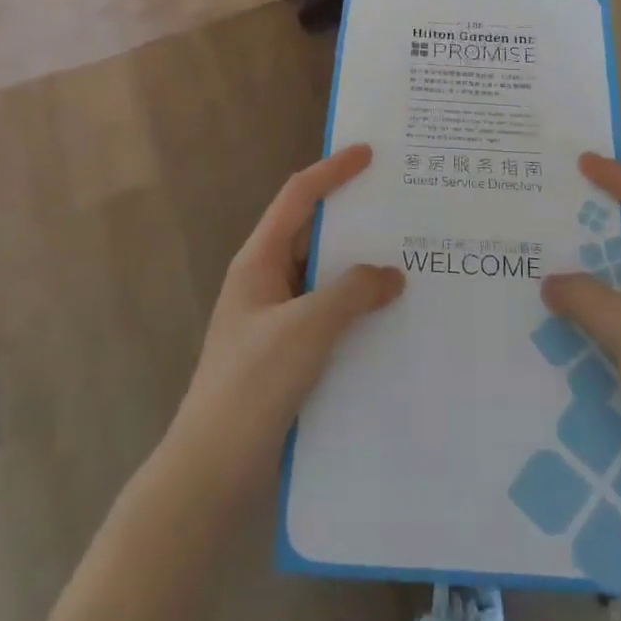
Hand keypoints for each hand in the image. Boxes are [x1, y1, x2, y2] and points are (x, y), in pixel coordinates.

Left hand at [170, 145, 404, 493]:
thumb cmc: (253, 383)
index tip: (370, 153)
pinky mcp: (285, 350)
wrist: (213, 467)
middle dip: (353, 218)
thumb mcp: (307, 327)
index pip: (298, 198)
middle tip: (400, 207)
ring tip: (407, 257)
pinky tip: (388, 315)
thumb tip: (392, 274)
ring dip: (358, 266)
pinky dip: (354, 304)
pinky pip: (326, 311)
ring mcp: (274, 317)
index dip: (333, 171)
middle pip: (311, 232)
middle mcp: (265, 280)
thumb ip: (352, 292)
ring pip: (322, 275)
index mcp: (258, 260)